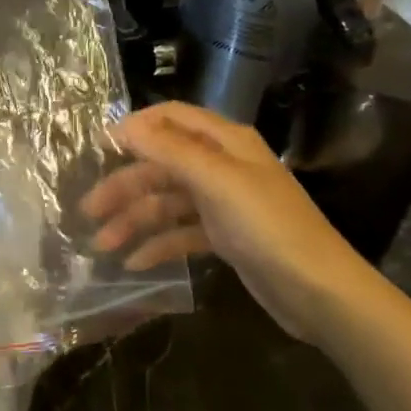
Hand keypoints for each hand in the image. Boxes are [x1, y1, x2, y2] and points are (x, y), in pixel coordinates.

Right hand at [82, 101, 376, 342]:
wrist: (321, 293)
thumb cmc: (268, 227)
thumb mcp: (217, 182)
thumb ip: (169, 150)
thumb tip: (124, 124)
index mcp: (224, 141)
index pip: (171, 118)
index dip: (134, 128)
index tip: (97, 147)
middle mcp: (222, 165)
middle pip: (162, 165)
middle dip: (125, 186)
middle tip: (89, 211)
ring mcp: (223, 202)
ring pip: (167, 202)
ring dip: (135, 220)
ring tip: (103, 245)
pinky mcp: (225, 237)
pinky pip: (181, 232)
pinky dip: (158, 244)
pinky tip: (135, 264)